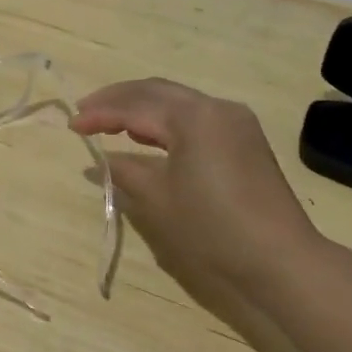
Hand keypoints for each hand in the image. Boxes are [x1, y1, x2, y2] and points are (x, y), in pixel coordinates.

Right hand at [71, 78, 319, 331]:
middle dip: (119, 99)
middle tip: (86, 112)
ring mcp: (235, 121)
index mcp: (193, 116)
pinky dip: (166, 121)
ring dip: (142, 108)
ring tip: (111, 123)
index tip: (71, 125)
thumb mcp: (157, 199)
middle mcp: (215, 107)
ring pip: (177, 101)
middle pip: (156, 91)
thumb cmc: (212, 228)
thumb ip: (124, 170)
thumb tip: (98, 160)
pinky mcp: (244, 139)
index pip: (135, 106)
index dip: (100, 114)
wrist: (280, 259)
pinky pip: (195, 117)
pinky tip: (150, 137)